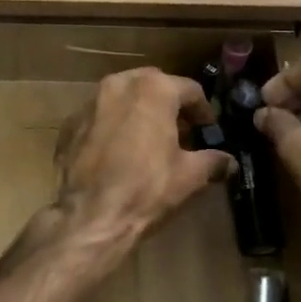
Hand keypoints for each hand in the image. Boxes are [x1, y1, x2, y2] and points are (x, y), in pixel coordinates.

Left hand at [52, 68, 232, 266]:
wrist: (88, 216)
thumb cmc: (146, 189)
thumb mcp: (189, 176)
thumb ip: (213, 162)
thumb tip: (230, 163)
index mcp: (153, 89)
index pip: (190, 90)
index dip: (204, 111)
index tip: (208, 131)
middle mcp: (119, 85)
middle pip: (154, 86)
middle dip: (169, 105)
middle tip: (180, 132)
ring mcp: (89, 103)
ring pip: (122, 98)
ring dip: (139, 112)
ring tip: (149, 141)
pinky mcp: (69, 124)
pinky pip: (99, 118)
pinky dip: (112, 127)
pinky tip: (118, 153)